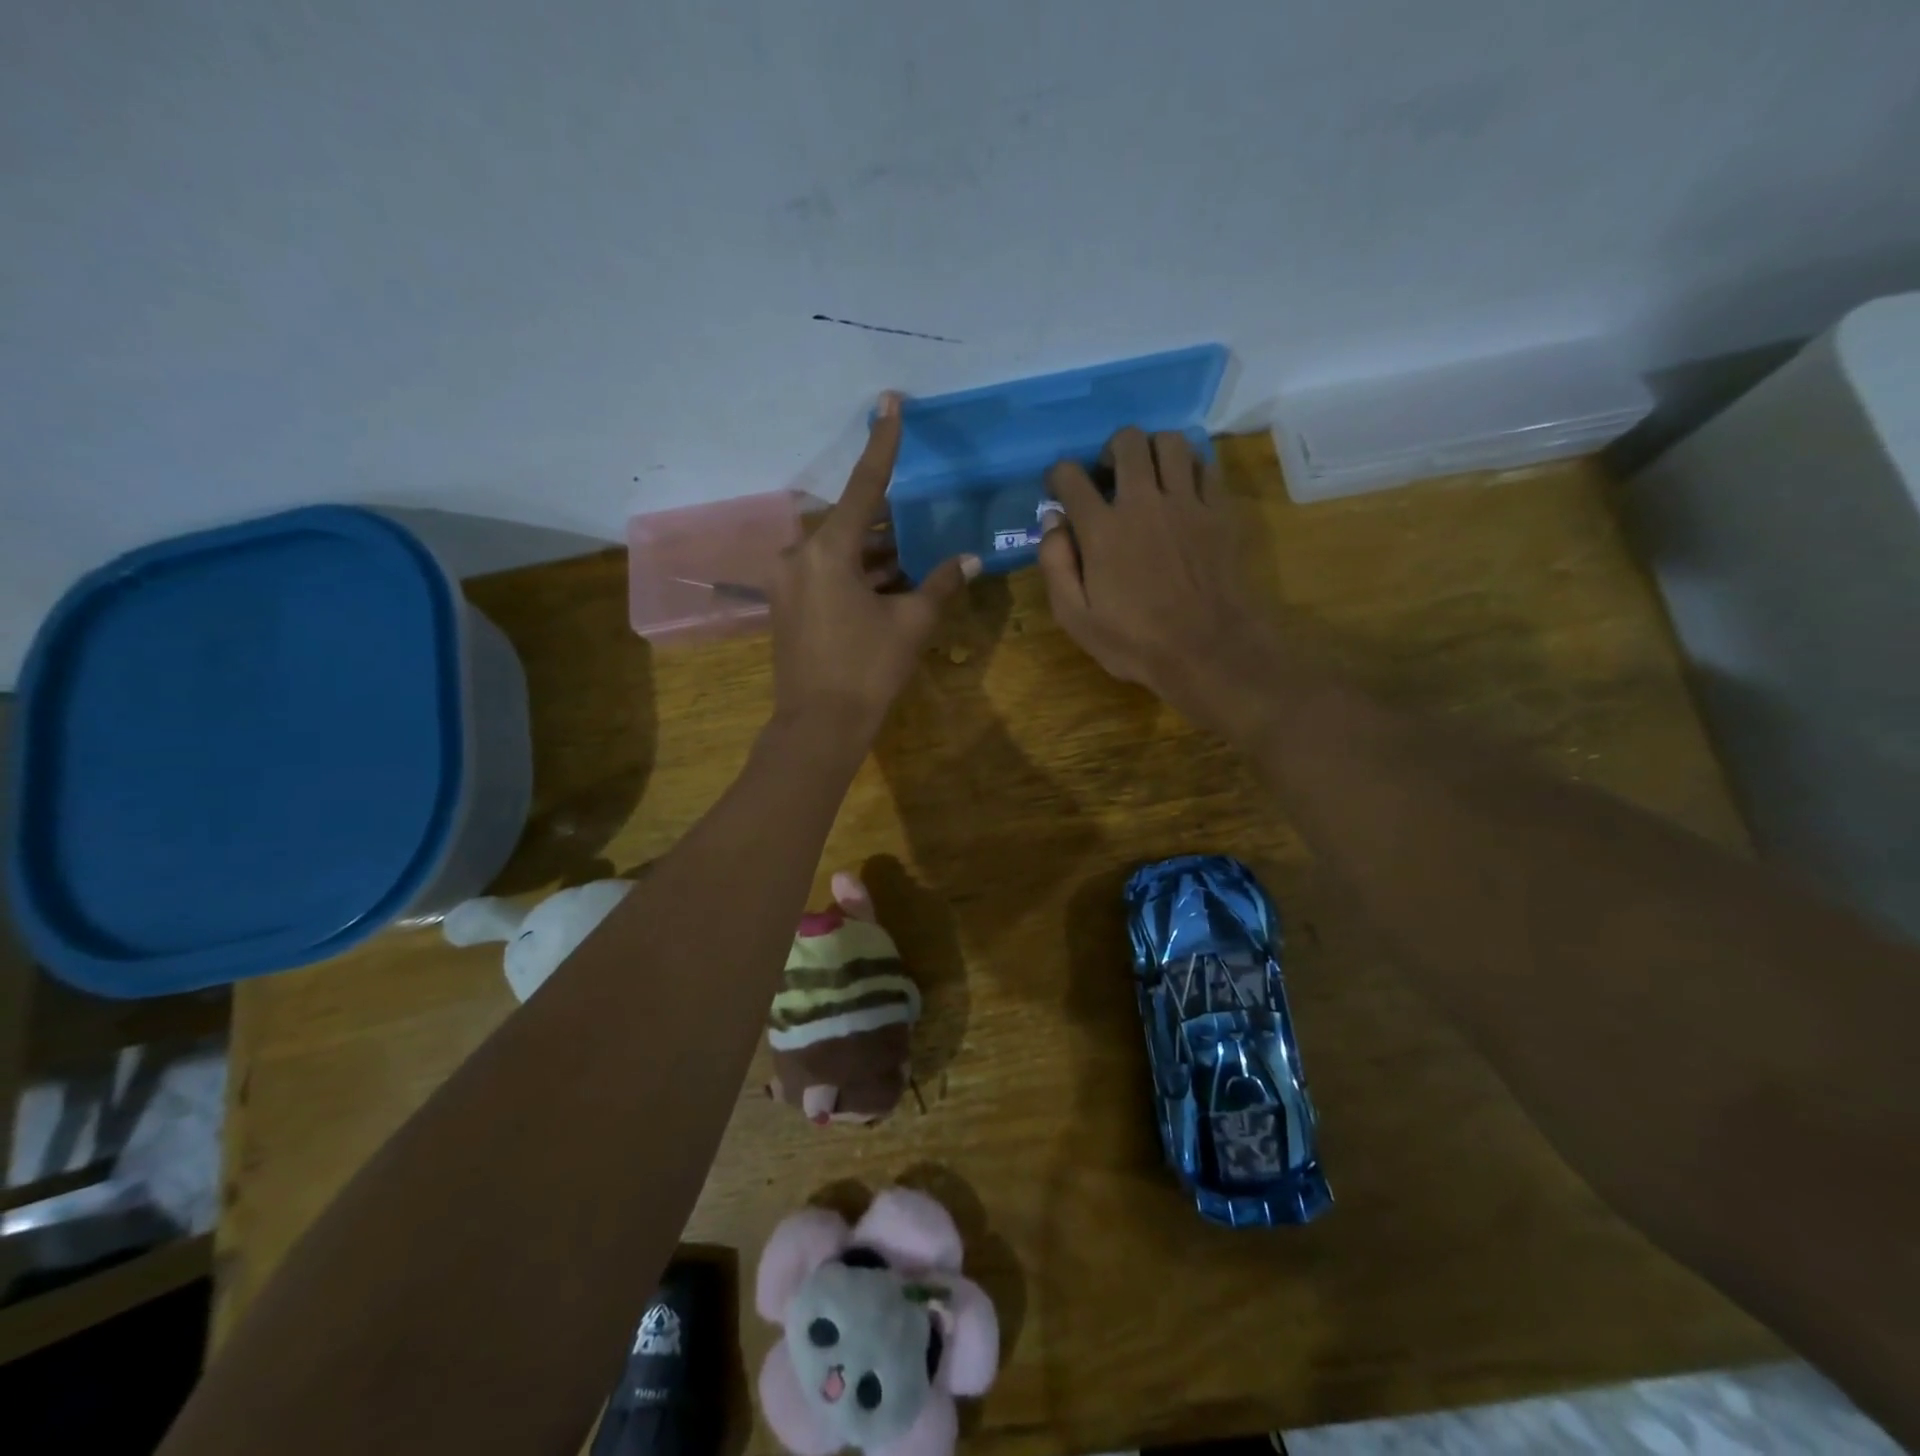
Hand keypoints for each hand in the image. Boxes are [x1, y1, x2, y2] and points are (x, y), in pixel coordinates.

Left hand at [768, 392, 978, 745]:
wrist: (818, 726)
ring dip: (875, 552)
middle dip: (887, 522)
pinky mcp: (787, 604)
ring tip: (914, 555)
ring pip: (839, 551)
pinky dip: (857, 573)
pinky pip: (826, 573)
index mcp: (827, 551)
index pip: (865, 487)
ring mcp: (788, 581)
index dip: (882, 444)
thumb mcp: (911, 623)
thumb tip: (970, 559)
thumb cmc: (867, 670)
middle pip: (851, 522)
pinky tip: (890, 581)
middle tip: (920, 521)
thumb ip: (941, 584)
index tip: (889, 402)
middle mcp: (799, 556)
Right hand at [1037, 428, 1268, 732]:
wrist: (1208, 651)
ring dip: (1152, 450)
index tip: (1059, 490)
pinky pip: (1205, 465)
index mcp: (1102, 529)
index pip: (1070, 476)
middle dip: (1109, 451)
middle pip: (1127, 441)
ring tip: (1148, 476)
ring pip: (1170, 442)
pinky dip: (1188, 467)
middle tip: (1108, 477)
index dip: (1058, 476)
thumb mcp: (1075, 618)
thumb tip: (1052, 520)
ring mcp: (1186, 502)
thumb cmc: (1135, 642)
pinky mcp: (1219, 511)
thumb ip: (1055, 565)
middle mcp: (1143, 502)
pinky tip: (1181, 490)